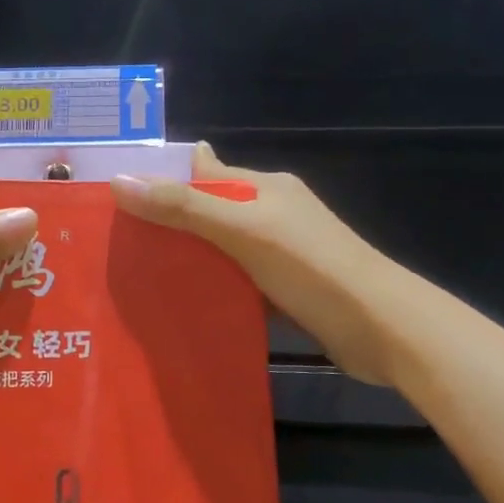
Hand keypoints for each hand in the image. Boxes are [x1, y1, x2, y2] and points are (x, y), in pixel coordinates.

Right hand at [112, 144, 406, 384]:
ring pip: (221, 250)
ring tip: (137, 276)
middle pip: (209, 211)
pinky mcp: (287, 289)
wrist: (386, 330)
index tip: (117, 198)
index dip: (163, 180)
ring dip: (189, 260)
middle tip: (117, 244)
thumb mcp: (243, 230)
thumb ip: (183, 207)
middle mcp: (272, 213)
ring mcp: (282, 253)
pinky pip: (237, 282)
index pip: (204, 172)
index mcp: (265, 187)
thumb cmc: (313, 268)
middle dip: (169, 224)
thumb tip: (118, 180)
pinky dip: (213, 288)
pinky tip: (181, 305)